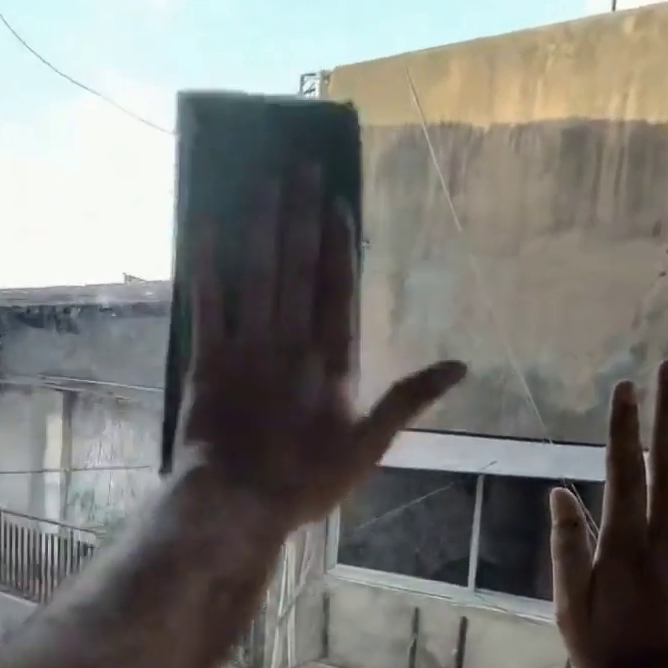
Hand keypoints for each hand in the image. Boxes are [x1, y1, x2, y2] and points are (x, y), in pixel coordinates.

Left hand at [177, 163, 464, 529]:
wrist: (238, 503)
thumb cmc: (307, 481)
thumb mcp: (369, 448)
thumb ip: (409, 400)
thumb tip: (460, 367)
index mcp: (330, 362)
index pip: (336, 290)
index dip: (337, 244)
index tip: (335, 201)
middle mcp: (290, 341)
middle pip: (297, 268)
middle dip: (299, 215)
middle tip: (299, 164)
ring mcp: (246, 346)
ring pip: (257, 274)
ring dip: (261, 226)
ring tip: (265, 180)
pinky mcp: (207, 360)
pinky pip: (208, 303)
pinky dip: (207, 265)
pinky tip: (207, 226)